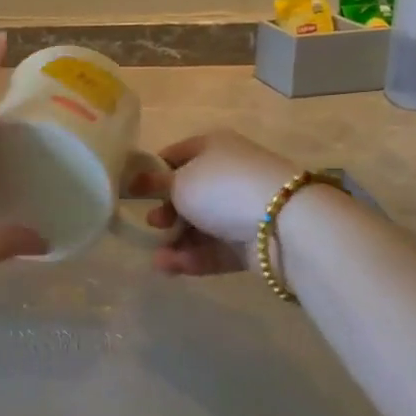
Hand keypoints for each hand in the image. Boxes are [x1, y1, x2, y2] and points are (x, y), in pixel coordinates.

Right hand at [142, 130, 299, 276]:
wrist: (283, 223)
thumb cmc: (222, 188)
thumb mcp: (180, 181)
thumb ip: (155, 183)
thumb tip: (137, 180)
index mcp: (213, 147)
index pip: (175, 155)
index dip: (152, 172)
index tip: (132, 191)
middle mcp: (228, 174)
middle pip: (188, 194)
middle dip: (165, 211)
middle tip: (153, 224)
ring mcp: (242, 209)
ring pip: (200, 226)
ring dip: (176, 241)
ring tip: (158, 260)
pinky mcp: (251, 242)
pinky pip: (215, 248)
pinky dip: (193, 257)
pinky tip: (170, 268)